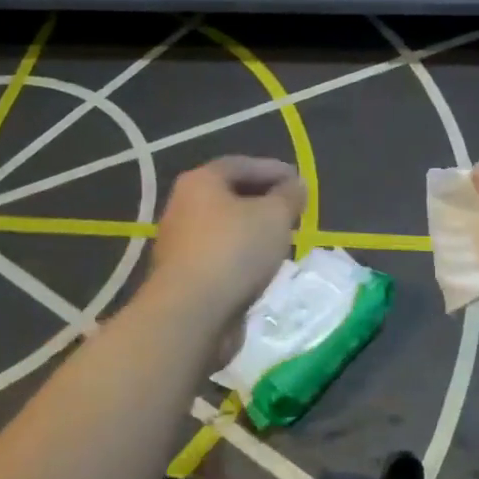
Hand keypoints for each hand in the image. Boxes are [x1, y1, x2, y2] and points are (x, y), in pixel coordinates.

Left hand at [150, 157, 304, 322]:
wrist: (191, 314)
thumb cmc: (234, 251)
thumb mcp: (275, 216)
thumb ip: (289, 196)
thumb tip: (296, 185)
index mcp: (200, 181)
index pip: (241, 164)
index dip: (273, 169)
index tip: (299, 181)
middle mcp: (183, 206)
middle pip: (229, 194)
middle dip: (263, 199)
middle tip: (292, 209)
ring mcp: (179, 242)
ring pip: (224, 227)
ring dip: (252, 230)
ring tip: (282, 238)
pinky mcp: (182, 275)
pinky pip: (219, 255)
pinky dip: (241, 255)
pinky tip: (261, 266)